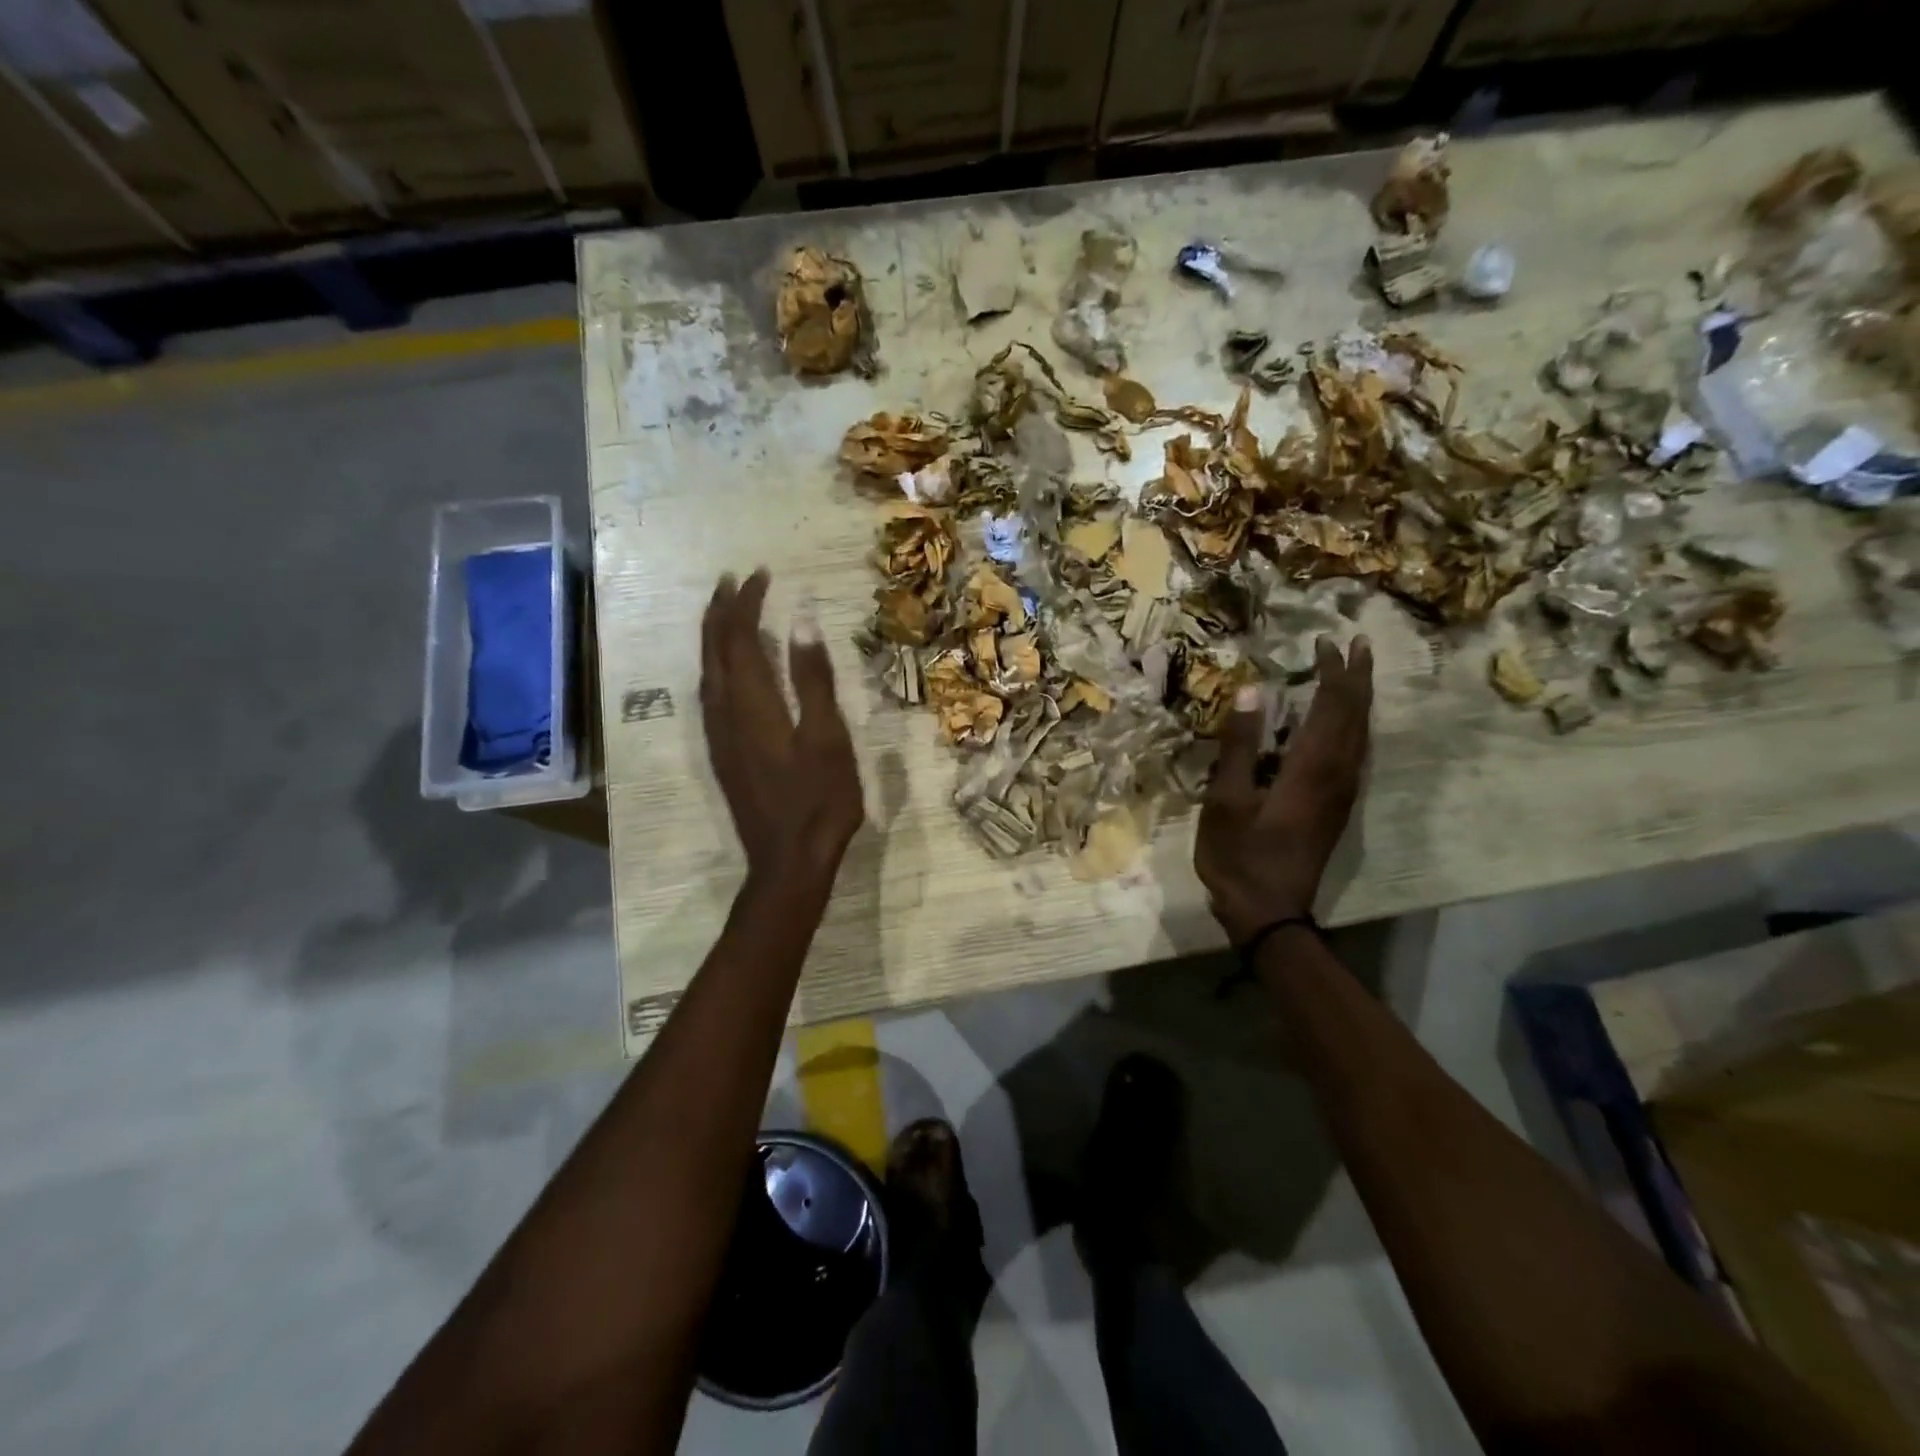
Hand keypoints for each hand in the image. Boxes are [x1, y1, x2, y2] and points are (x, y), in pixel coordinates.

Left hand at [700, 570, 864, 882]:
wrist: (787, 860)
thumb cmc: (818, 800)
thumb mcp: (827, 737)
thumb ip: (812, 680)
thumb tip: (800, 623)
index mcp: (751, 704)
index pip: (740, 638)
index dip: (747, 603)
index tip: (761, 574)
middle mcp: (724, 713)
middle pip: (713, 650)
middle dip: (721, 611)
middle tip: (733, 580)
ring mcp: (719, 736)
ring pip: (706, 672)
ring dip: (713, 637)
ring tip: (726, 613)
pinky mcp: (722, 754)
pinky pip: (710, 695)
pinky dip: (716, 666)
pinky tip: (727, 670)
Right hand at [1196, 635, 1373, 942]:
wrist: (1268, 912)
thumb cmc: (1239, 855)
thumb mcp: (1226, 799)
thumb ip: (1240, 744)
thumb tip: (1256, 689)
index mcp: (1311, 768)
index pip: (1332, 706)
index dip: (1333, 671)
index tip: (1325, 641)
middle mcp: (1338, 775)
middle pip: (1356, 716)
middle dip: (1357, 677)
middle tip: (1358, 643)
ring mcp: (1342, 794)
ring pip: (1361, 735)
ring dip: (1360, 700)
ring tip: (1356, 674)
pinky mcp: (1336, 808)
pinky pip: (1356, 753)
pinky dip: (1354, 726)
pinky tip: (1344, 725)